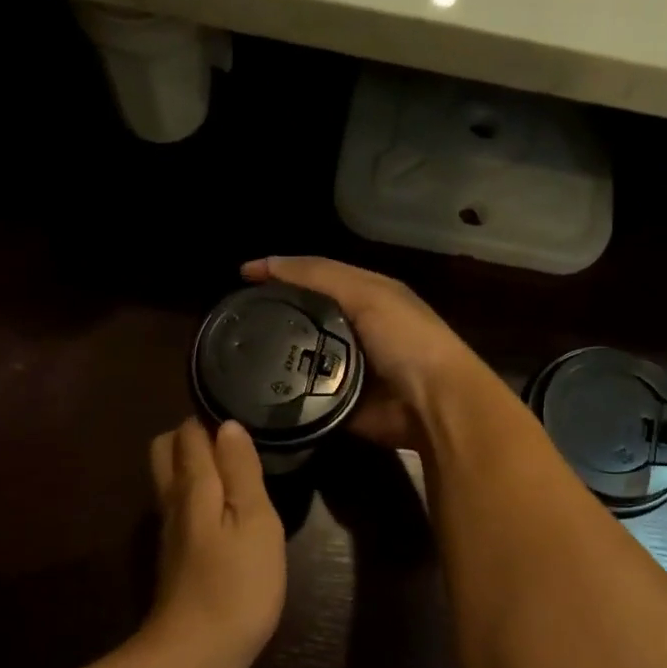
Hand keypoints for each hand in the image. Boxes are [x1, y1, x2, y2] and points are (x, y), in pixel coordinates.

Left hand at [144, 417, 285, 667]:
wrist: (196, 654)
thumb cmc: (237, 583)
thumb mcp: (255, 521)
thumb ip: (241, 471)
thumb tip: (227, 425)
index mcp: (193, 486)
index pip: (188, 433)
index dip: (210, 419)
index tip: (242, 416)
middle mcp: (172, 502)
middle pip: (166, 451)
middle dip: (192, 437)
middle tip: (235, 444)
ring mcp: (169, 532)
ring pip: (170, 480)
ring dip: (194, 465)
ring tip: (236, 469)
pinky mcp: (174, 557)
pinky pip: (179, 507)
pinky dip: (197, 495)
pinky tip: (225, 510)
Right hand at [241, 256, 485, 450]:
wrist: (433, 404)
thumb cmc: (406, 338)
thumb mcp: (366, 293)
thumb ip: (319, 276)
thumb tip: (265, 263)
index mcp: (365, 297)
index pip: (314, 278)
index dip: (280, 273)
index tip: (240, 278)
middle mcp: (354, 330)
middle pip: (304, 318)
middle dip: (272, 317)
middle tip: (232, 320)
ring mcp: (345, 369)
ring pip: (299, 356)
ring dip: (273, 356)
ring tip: (234, 353)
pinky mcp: (337, 404)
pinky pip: (303, 393)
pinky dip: (282, 390)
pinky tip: (251, 387)